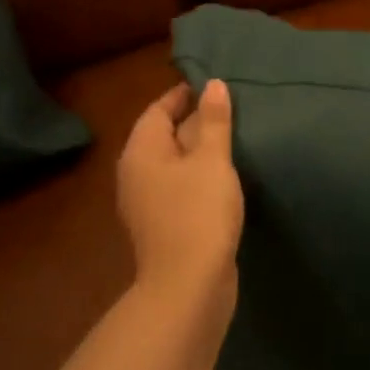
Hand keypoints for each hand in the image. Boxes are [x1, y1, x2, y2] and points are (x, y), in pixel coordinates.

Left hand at [116, 81, 244, 307]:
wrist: (188, 285)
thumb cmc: (198, 212)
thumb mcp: (212, 160)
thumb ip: (214, 120)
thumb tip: (212, 84)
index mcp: (141, 151)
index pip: (158, 109)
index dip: (183, 95)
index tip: (213, 85)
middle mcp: (136, 173)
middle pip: (164, 135)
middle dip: (194, 121)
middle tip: (231, 109)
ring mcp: (147, 202)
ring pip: (174, 163)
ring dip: (199, 151)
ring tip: (234, 140)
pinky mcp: (164, 224)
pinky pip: (180, 187)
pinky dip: (199, 176)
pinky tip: (224, 178)